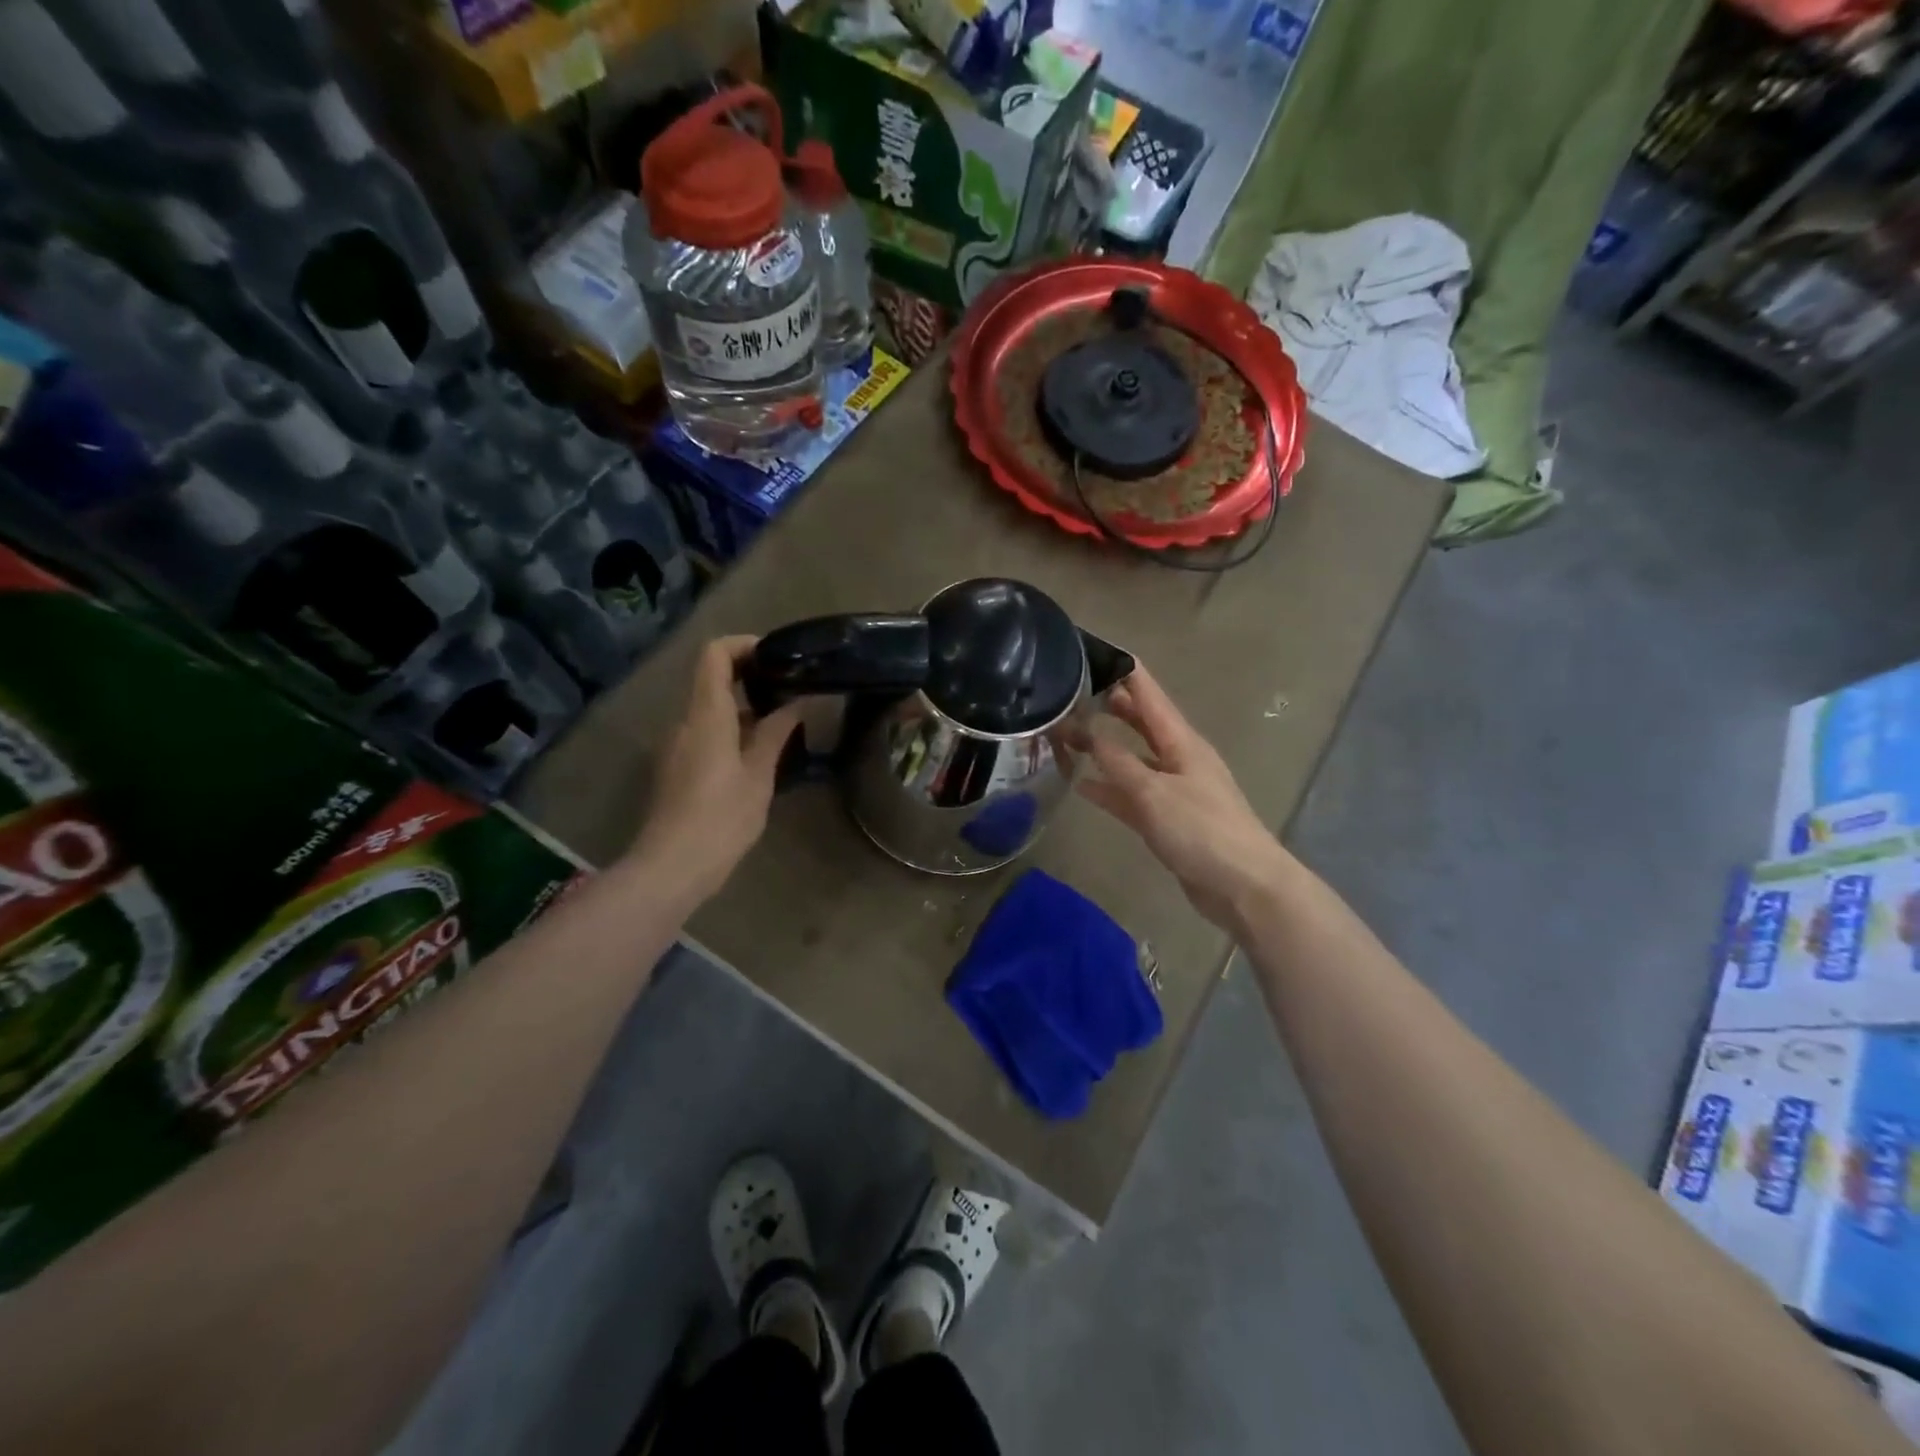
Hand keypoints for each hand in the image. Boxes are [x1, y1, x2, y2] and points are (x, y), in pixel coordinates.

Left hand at [625, 636, 802, 905]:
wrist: (672, 867)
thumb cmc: (721, 818)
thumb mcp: (758, 775)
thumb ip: (775, 732)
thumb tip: (796, 702)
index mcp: (706, 715)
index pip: (714, 654)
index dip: (744, 645)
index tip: (777, 657)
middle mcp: (685, 721)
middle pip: (712, 679)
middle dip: (751, 678)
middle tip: (790, 691)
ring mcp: (676, 745)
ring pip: (710, 710)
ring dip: (744, 709)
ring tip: (782, 727)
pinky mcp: (676, 768)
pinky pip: (705, 734)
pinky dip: (731, 732)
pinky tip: (758, 758)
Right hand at [1075, 663, 1289, 931]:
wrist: (1243, 886)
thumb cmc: (1201, 830)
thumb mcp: (1153, 792)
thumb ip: (1118, 762)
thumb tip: (1088, 733)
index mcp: (1181, 741)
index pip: (1149, 694)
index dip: (1125, 671)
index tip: (1096, 649)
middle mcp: (1178, 758)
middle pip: (1141, 723)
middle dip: (1110, 705)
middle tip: (1072, 690)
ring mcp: (1173, 789)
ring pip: (1132, 758)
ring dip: (1104, 747)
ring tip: (1068, 734)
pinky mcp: (1168, 819)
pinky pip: (1132, 794)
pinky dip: (1109, 788)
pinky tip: (1082, 785)